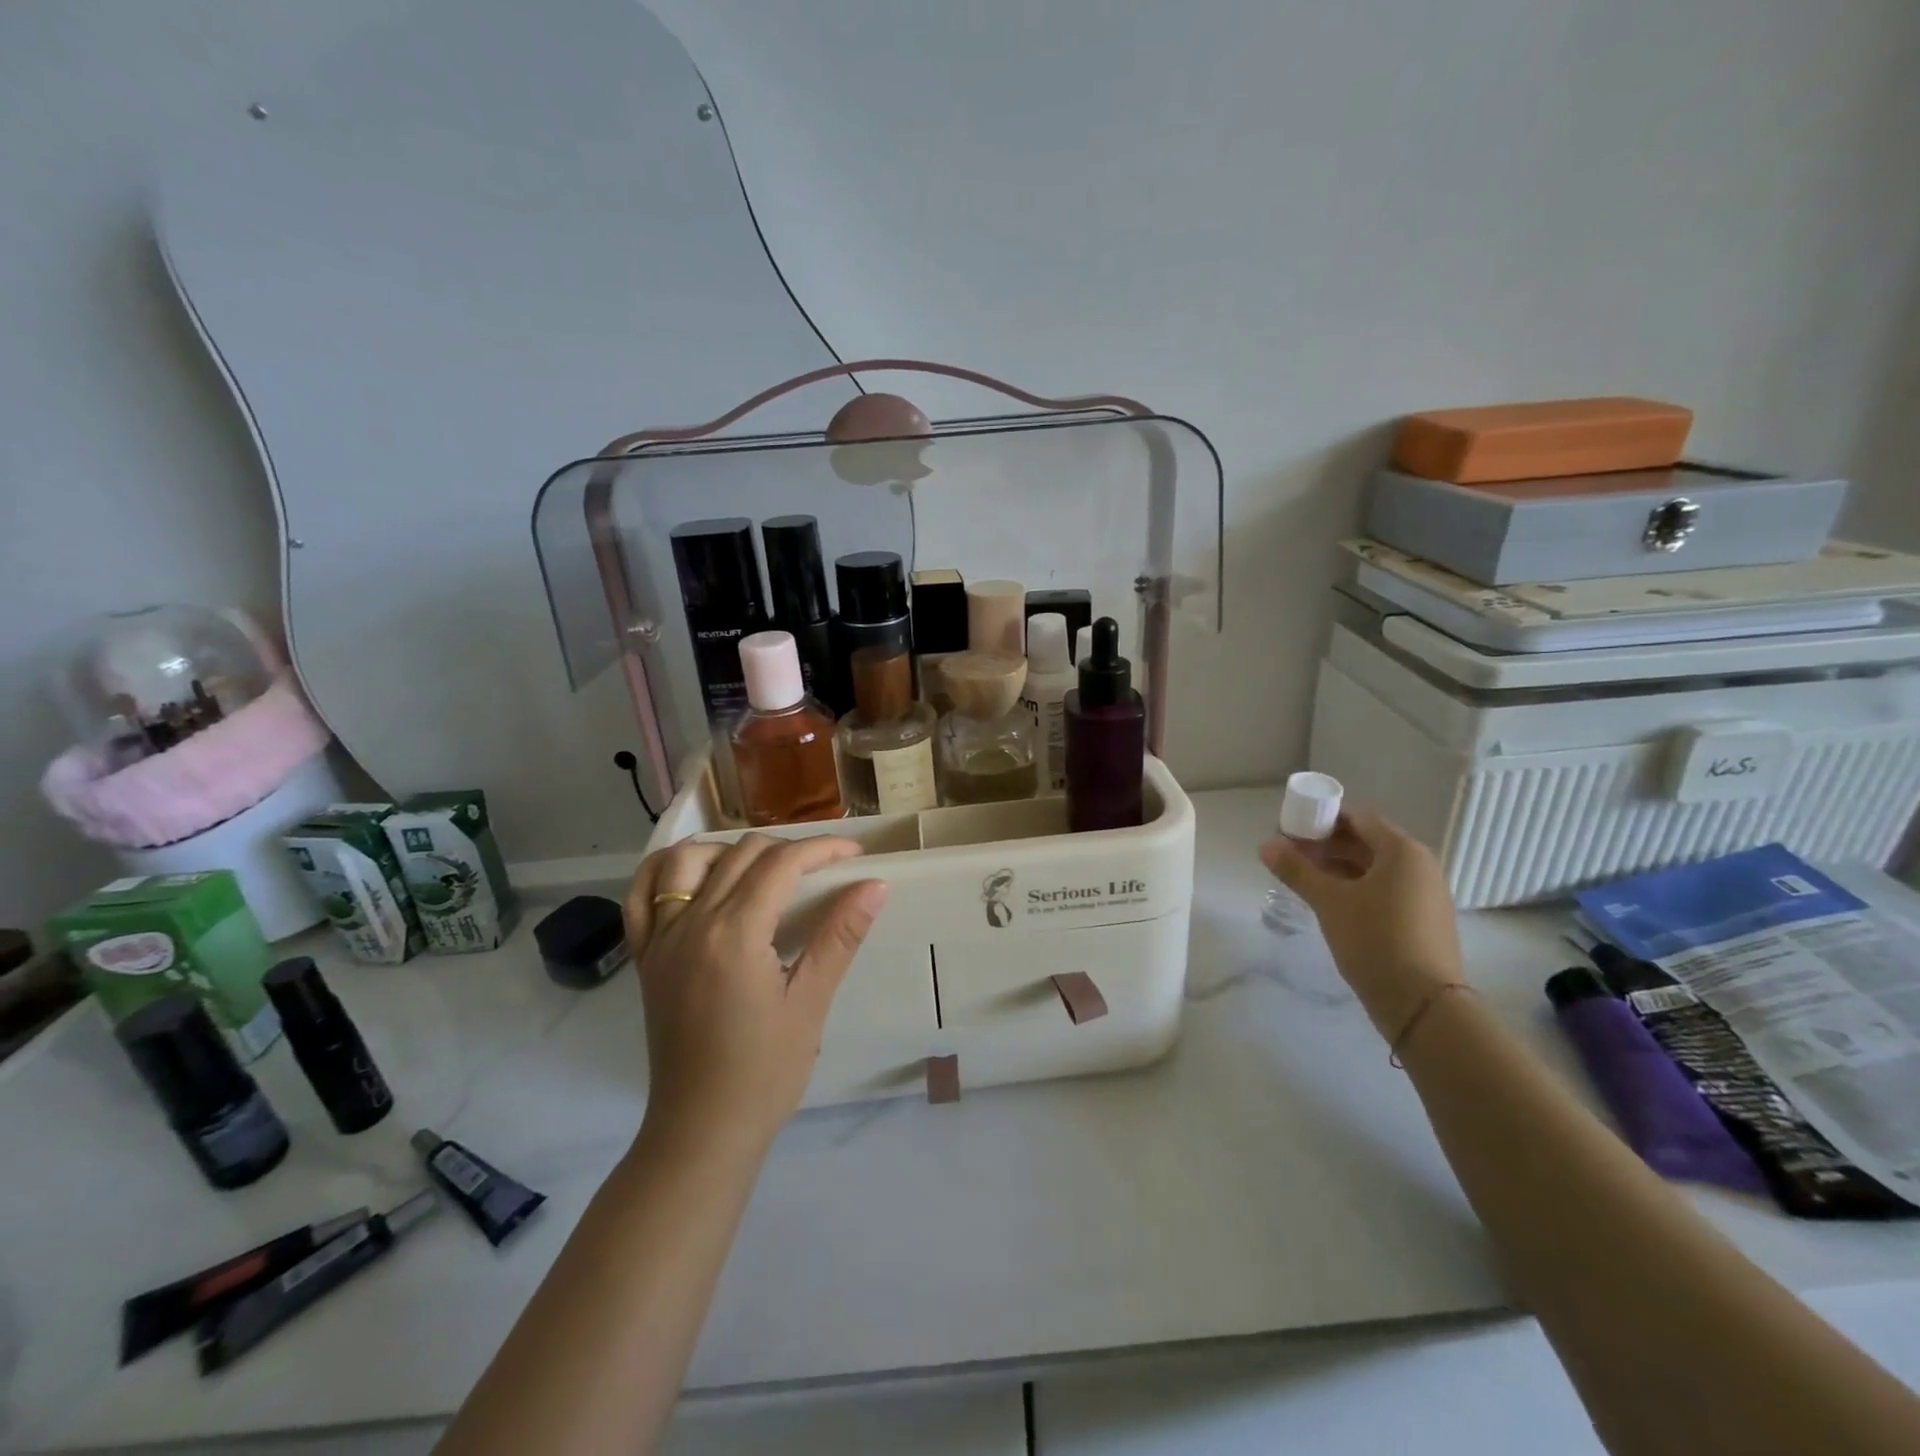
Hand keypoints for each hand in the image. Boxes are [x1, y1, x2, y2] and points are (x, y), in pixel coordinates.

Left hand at [623, 835, 889, 1154]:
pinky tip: (694, 874)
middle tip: (823, 869)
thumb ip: (840, 937)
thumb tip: (875, 886)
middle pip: (741, 854)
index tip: (854, 853)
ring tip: (762, 868)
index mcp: (735, 934)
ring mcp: (661, 939)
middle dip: (788, 849)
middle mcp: (692, 923)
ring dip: (728, 850)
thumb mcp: (811, 1003)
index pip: (782, 864)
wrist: (702, 1131)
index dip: (822, 849)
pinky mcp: (646, 957)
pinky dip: (664, 871)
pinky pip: (641, 896)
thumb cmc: (766, 1072)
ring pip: (687, 861)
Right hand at [1260, 806, 1463, 1036]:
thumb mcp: (1329, 902)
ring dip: (1338, 865)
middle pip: (1366, 840)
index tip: (1290, 828)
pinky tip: (1329, 899)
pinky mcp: (1423, 918)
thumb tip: (1266, 845)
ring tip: (1303, 875)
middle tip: (1290, 852)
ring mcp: (1425, 892)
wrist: (1423, 1005)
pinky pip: (1384, 888)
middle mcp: (1420, 865)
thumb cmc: (1375, 940)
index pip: (1357, 817)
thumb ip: (1296, 870)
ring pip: (1374, 866)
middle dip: (1326, 843)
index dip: (1321, 817)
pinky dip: (1356, 885)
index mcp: (1402, 851)